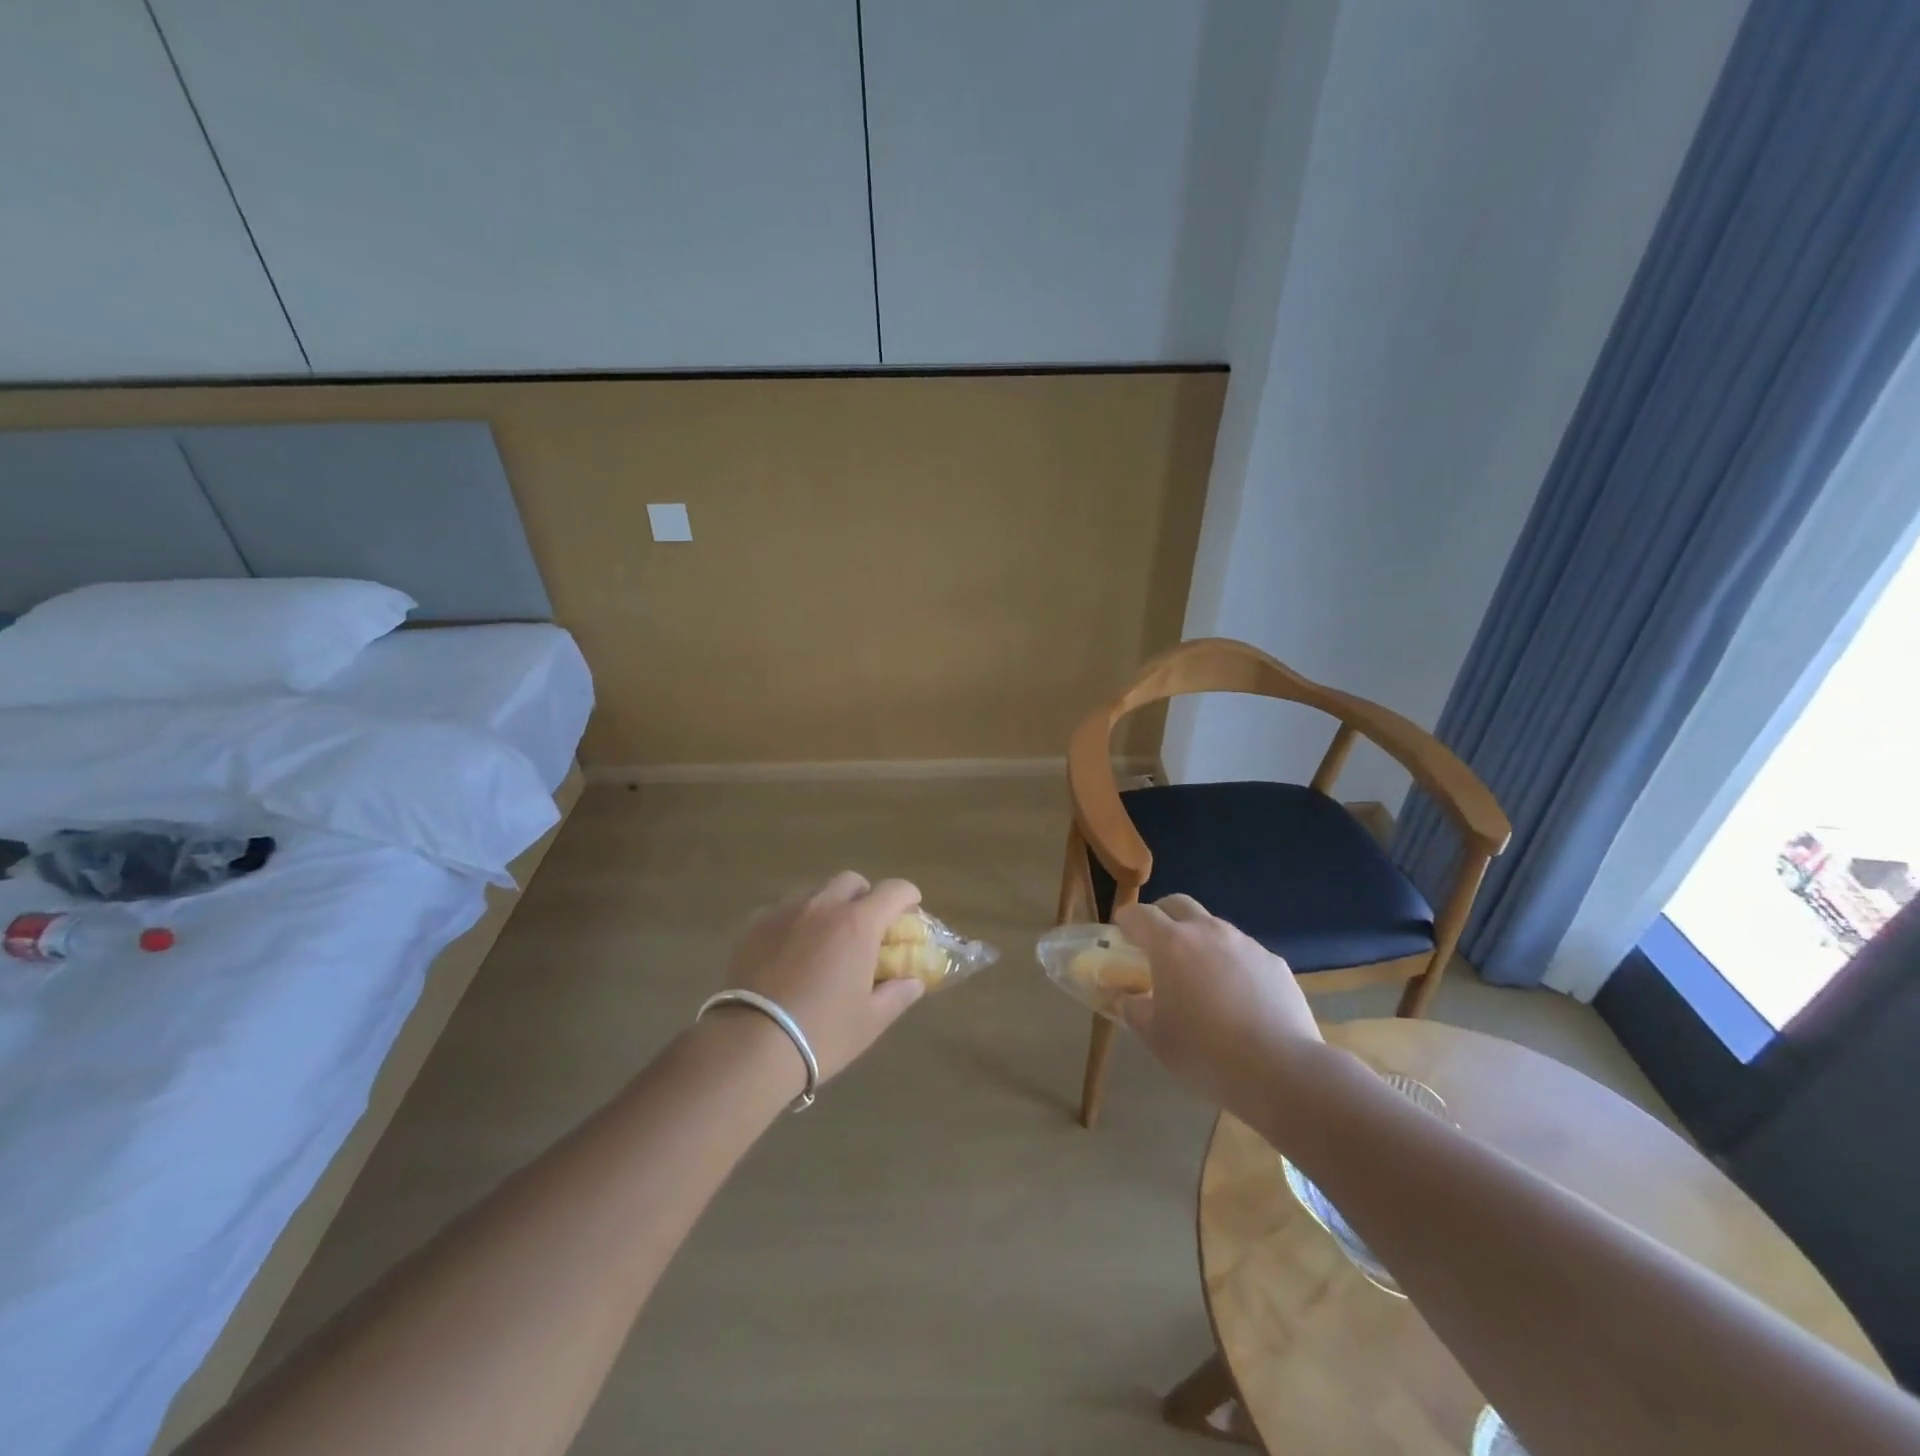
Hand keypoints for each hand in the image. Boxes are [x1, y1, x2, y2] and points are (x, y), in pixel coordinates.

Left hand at [726, 871, 925, 1082]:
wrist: (750, 1046)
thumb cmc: (822, 1033)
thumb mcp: (871, 1021)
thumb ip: (898, 994)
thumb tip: (914, 980)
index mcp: (858, 924)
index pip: (894, 890)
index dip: (908, 897)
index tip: (910, 912)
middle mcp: (823, 906)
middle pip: (852, 881)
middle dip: (865, 896)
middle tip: (866, 927)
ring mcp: (785, 911)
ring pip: (815, 891)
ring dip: (829, 905)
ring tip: (826, 938)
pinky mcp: (754, 925)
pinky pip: (783, 908)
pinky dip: (795, 920)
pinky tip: (790, 949)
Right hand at [1113, 894, 1322, 1120]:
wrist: (1281, 1070)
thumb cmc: (1204, 1052)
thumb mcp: (1154, 1036)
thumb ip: (1131, 1008)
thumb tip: (1123, 997)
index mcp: (1171, 943)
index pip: (1139, 914)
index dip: (1125, 922)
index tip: (1121, 937)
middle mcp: (1207, 931)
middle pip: (1178, 904)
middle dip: (1162, 916)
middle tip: (1157, 945)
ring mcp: (1245, 943)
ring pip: (1213, 926)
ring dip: (1199, 940)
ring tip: (1199, 977)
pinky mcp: (1274, 961)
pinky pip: (1243, 952)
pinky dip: (1231, 963)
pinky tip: (1237, 998)